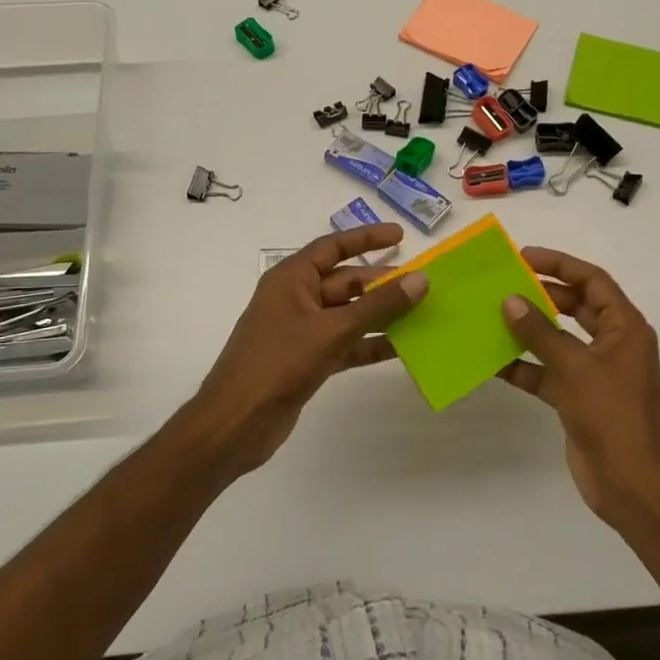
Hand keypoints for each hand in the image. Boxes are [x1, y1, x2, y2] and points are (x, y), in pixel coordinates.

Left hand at [182, 223, 426, 480]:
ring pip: (349, 315)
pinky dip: (370, 344)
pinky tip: (402, 348)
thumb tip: (420, 279)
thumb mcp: (332, 330)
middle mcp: (296, 299)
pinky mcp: (308, 360)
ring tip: (422, 313)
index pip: (333, 247)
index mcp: (291, 279)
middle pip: (346, 282)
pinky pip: (346, 344)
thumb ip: (378, 305)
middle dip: (382, 283)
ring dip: (381, 315)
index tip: (402, 235)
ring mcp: (302, 331)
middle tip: (423, 284)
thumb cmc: (279, 364)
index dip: (367, 238)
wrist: (237, 423)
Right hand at [497, 248, 659, 536]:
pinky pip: (548, 373)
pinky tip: (492, 362)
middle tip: (504, 283)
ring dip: (529, 330)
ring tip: (492, 315)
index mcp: (625, 328)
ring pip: (559, 340)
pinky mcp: (578, 398)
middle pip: (576, 307)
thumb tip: (511, 300)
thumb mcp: (574, 368)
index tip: (524, 255)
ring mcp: (595, 373)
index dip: (560, 264)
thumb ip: (540, 333)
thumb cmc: (611, 416)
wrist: (629, 483)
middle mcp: (612, 344)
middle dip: (542, 294)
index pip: (593, 281)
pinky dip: (524, 367)